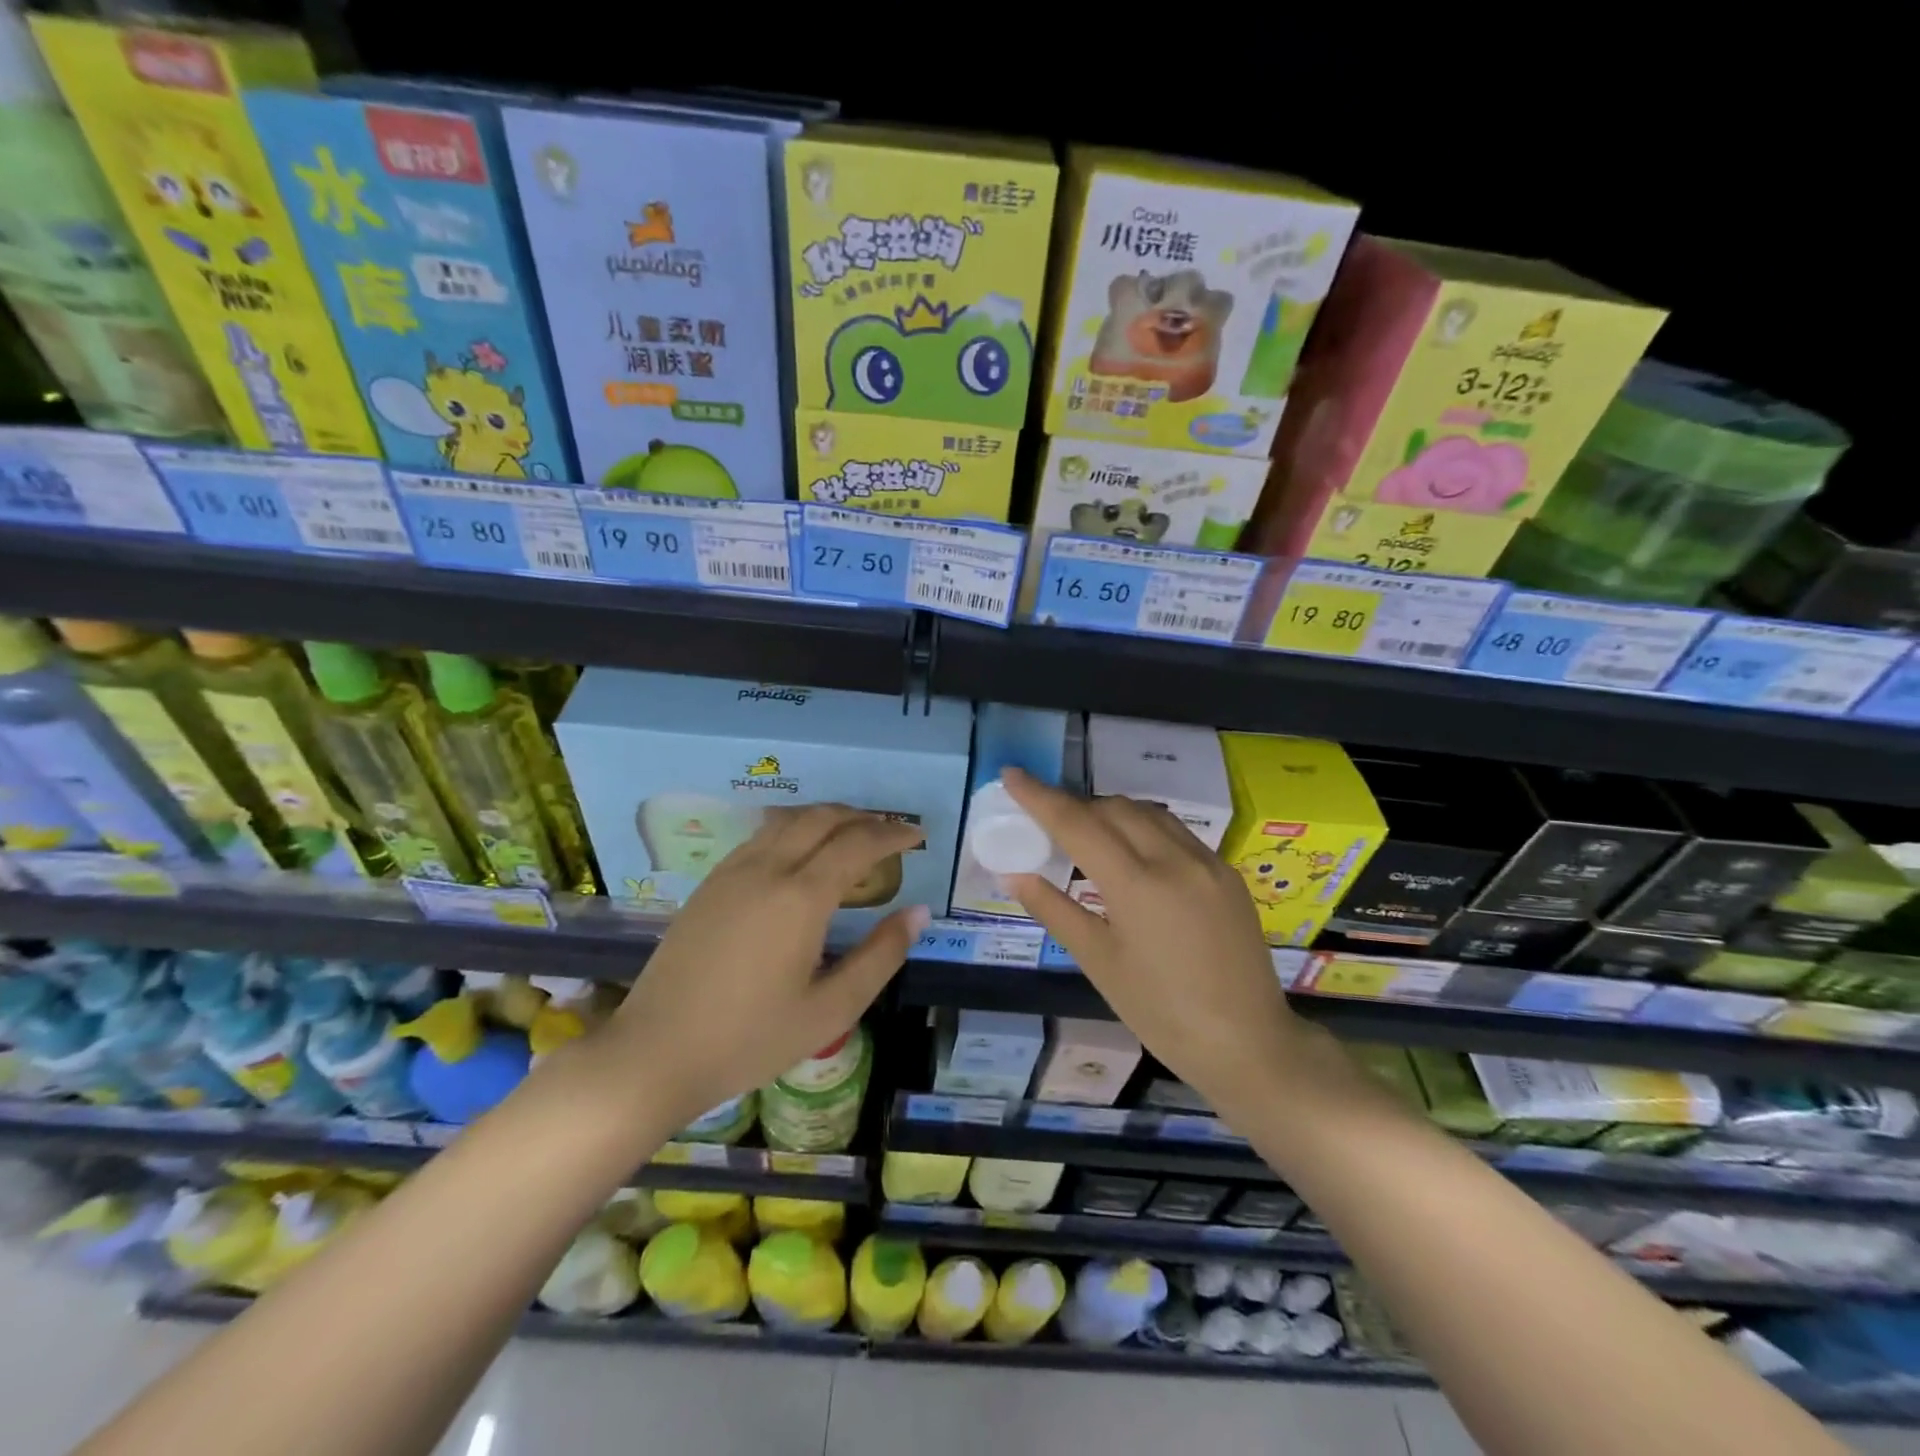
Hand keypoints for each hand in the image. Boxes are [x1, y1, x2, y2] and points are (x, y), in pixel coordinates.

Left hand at [605, 805, 927, 1128]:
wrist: (654, 1052)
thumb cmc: (749, 1038)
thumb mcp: (830, 1009)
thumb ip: (880, 956)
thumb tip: (918, 913)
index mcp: (801, 897)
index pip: (858, 843)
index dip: (893, 833)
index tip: (918, 835)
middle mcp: (768, 869)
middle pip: (823, 818)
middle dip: (863, 817)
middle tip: (890, 832)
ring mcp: (733, 871)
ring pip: (789, 820)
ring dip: (827, 817)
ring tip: (851, 835)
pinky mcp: (710, 883)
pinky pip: (762, 835)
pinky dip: (794, 828)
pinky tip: (801, 853)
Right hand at [1000, 767, 1305, 1115]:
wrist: (1249, 1043)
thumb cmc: (1162, 1012)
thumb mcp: (1099, 963)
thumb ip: (1055, 910)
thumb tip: (1014, 874)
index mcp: (1137, 884)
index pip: (1077, 823)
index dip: (1040, 796)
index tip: (1012, 774)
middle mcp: (1174, 859)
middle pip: (1113, 808)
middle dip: (1075, 804)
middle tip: (1046, 820)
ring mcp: (1207, 862)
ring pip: (1148, 813)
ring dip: (1111, 812)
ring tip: (1086, 834)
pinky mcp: (1226, 873)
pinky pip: (1176, 832)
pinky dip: (1143, 828)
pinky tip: (1133, 854)